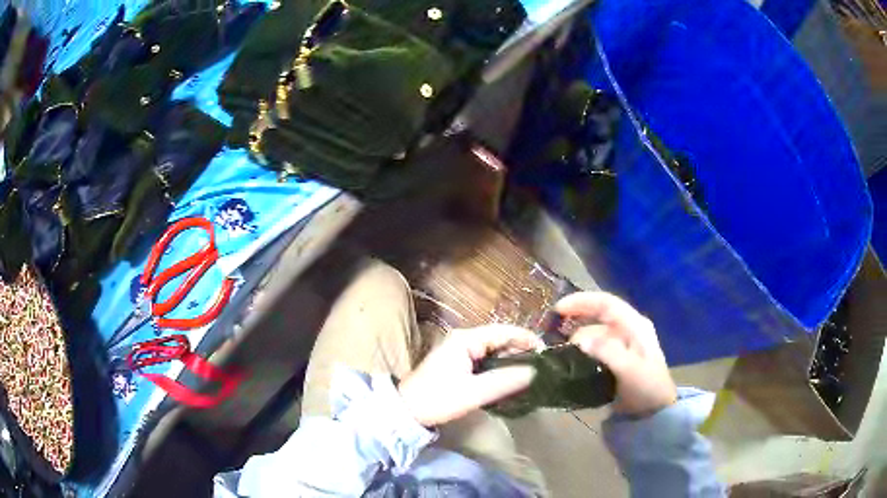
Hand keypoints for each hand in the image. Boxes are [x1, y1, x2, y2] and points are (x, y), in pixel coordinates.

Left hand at [398, 325, 541, 426]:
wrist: (407, 411)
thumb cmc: (438, 399)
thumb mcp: (473, 392)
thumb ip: (504, 381)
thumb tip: (535, 372)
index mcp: (466, 339)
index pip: (504, 331)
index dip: (527, 339)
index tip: (547, 353)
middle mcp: (464, 339)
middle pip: (500, 338)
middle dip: (521, 350)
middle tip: (542, 367)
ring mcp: (461, 349)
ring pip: (495, 349)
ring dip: (512, 359)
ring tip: (532, 373)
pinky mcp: (459, 362)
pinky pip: (487, 359)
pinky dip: (501, 366)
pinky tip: (512, 377)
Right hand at [556, 292, 676, 415]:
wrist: (656, 411)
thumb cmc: (647, 387)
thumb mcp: (630, 369)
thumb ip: (607, 351)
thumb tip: (580, 339)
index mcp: (635, 325)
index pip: (606, 303)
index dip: (582, 301)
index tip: (558, 309)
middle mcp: (628, 329)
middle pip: (597, 316)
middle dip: (576, 320)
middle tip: (554, 335)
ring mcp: (622, 343)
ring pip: (594, 333)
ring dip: (577, 340)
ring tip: (560, 353)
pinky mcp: (615, 358)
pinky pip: (594, 347)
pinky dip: (581, 351)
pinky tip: (570, 361)